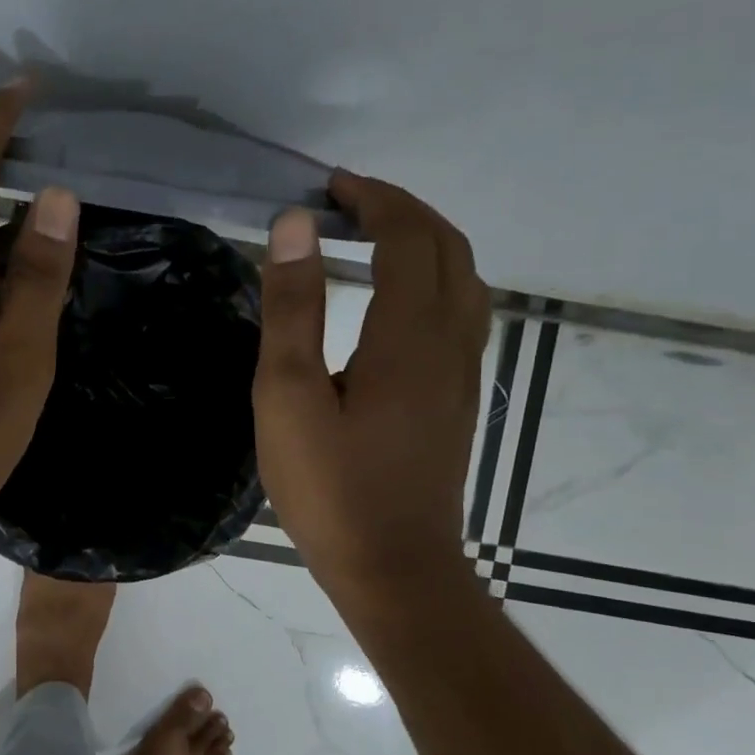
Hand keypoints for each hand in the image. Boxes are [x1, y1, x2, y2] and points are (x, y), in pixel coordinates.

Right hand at [252, 172, 490, 600]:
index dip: (373, 199)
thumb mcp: (289, 396)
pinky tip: (397, 303)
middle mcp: (450, 343)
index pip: (408, 237)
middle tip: (349, 204)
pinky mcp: (457, 401)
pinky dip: (434, 281)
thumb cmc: (331, 487)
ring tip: (374, 240)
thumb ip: (292, 308)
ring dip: (426, 244)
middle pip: (449, 249)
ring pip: (464, 281)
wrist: (393, 568)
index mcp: (409, 335)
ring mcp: (461, 375)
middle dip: (403, 211)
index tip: (329, 187)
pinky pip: (461, 314)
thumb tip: (294, 226)